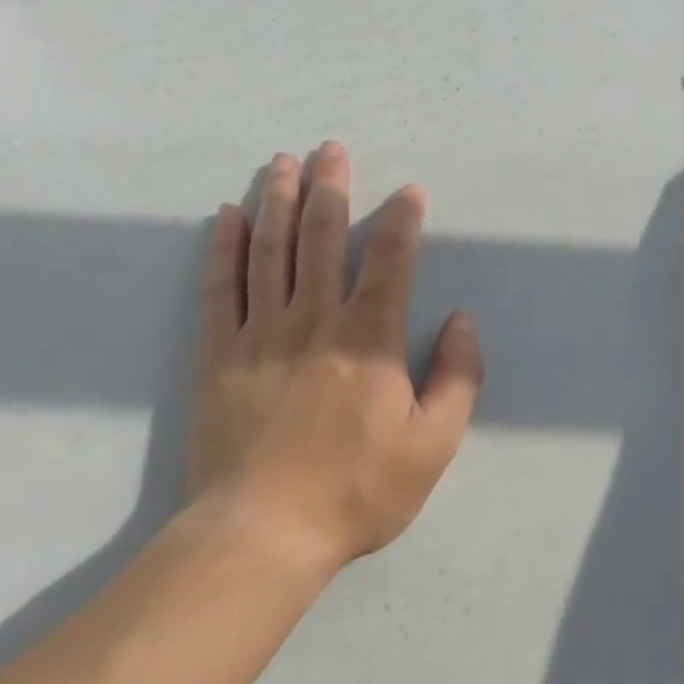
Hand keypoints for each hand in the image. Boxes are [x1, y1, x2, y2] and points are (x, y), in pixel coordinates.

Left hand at [183, 144, 483, 571]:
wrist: (262, 534)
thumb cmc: (357, 491)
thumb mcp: (433, 446)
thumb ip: (457, 378)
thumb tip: (463, 320)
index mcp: (369, 341)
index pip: (390, 262)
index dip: (403, 221)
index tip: (410, 191)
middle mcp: (314, 322)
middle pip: (323, 240)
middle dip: (331, 190)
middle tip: (331, 149)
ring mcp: (260, 335)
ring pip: (271, 252)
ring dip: (279, 202)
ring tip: (283, 163)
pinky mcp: (220, 355)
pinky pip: (220, 289)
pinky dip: (225, 248)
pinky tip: (230, 216)